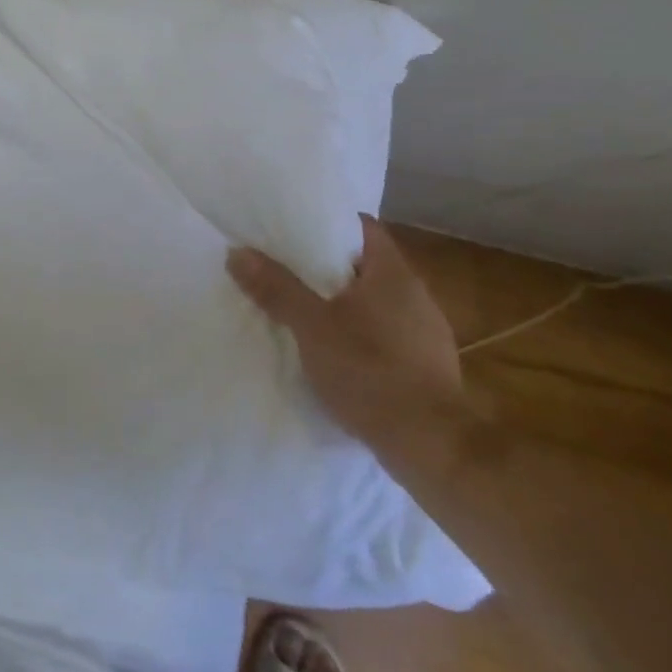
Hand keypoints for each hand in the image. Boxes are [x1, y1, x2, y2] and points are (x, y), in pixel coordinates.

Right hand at [228, 216, 466, 449]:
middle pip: (367, 264)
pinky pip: (388, 333)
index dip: (328, 223)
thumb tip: (237, 252)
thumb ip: (276, 288)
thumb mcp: (312, 327)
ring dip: (345, 302)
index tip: (294, 227)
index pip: (362, 227)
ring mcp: (427, 333)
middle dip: (329, 265)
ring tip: (305, 308)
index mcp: (393, 274)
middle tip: (287, 266)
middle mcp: (417, 295)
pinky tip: (337, 351)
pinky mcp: (428, 367)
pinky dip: (361, 333)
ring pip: (377, 301)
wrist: (434, 448)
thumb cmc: (371, 372)